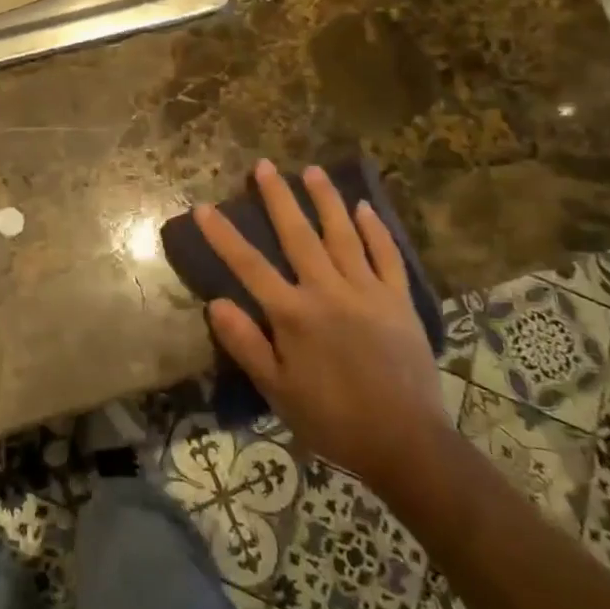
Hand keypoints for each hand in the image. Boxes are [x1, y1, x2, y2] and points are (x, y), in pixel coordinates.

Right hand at [196, 160, 450, 501]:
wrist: (406, 443)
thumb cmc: (332, 420)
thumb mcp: (277, 391)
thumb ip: (246, 344)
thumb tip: (215, 302)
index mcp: (293, 314)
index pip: (249, 265)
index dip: (223, 235)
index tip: (203, 206)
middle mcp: (328, 291)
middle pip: (298, 235)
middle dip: (278, 197)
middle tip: (264, 165)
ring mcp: (368, 292)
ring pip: (343, 234)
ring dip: (326, 199)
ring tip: (312, 170)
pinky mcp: (399, 301)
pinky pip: (386, 256)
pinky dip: (375, 229)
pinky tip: (364, 207)